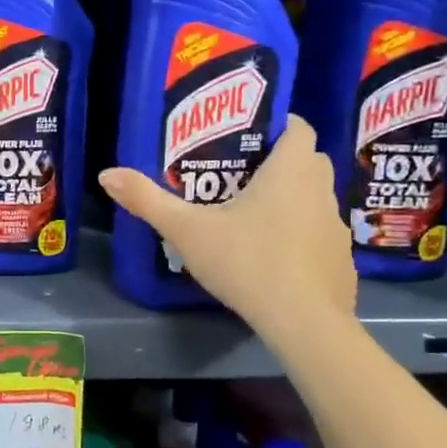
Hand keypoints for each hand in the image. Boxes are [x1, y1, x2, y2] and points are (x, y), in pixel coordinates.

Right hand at [99, 115, 355, 341]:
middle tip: (242, 175)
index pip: (299, 128)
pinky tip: (274, 258)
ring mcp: (336, 228)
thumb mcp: (187, 231)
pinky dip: (302, 237)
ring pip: (316, 199)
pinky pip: (320, 236)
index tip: (249, 135)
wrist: (304, 322)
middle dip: (282, 162)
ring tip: (253, 217)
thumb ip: (148, 200)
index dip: (279, 125)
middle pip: (309, 161)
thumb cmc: (247, 262)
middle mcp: (320, 191)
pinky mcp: (341, 262)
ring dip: (293, 200)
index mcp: (290, 171)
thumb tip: (105, 174)